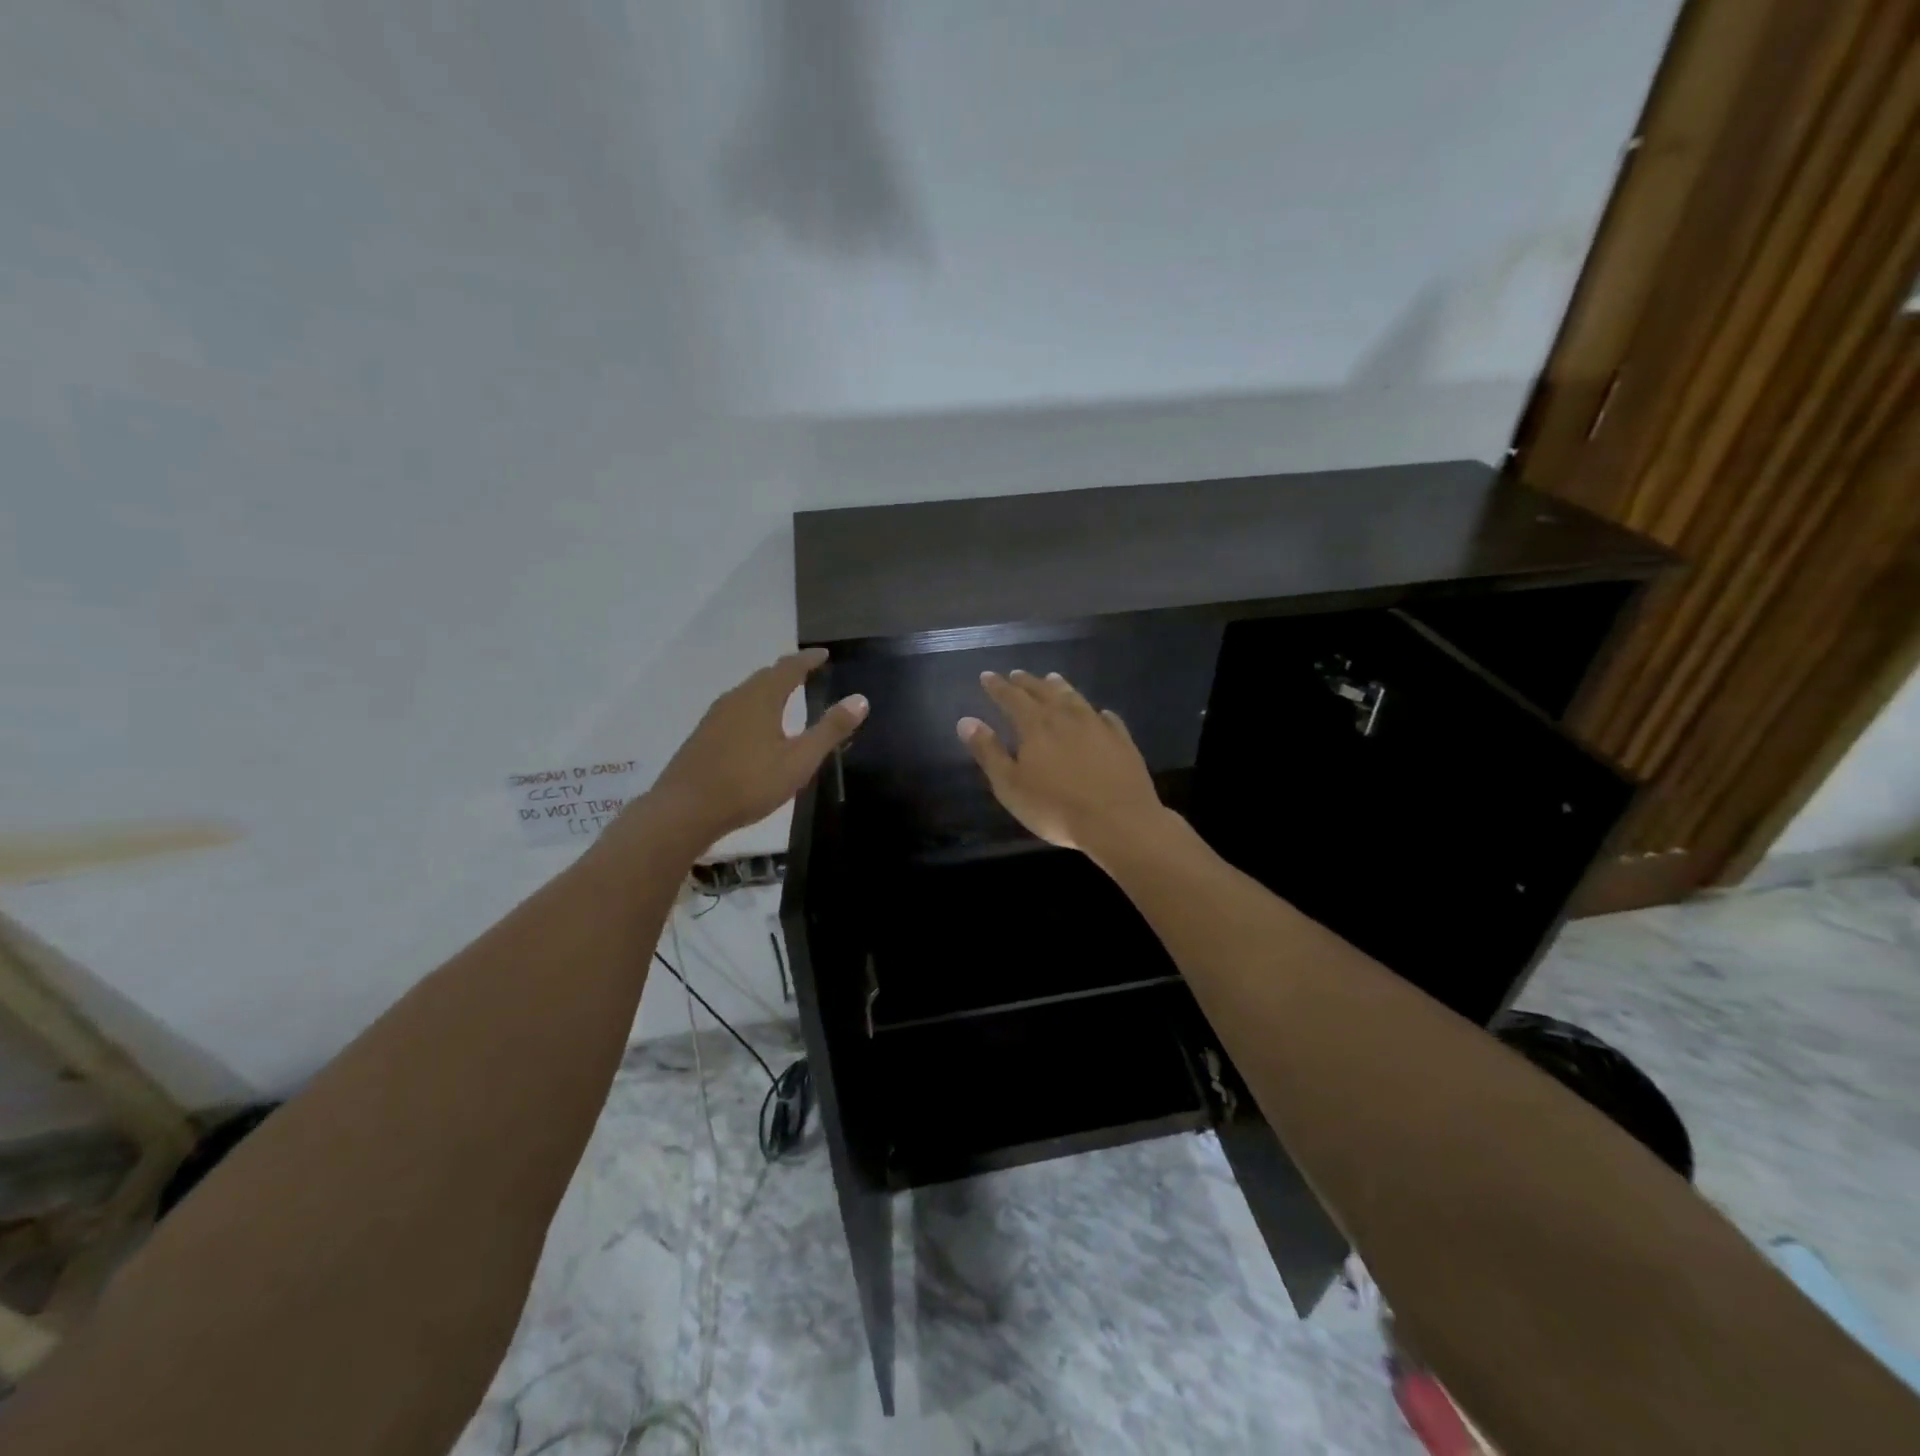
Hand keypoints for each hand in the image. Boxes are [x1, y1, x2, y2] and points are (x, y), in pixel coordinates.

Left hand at [643, 648, 867, 851]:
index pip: (789, 668)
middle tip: (807, 672)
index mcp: (761, 698)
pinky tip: (755, 727)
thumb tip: (860, 699)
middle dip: (788, 672)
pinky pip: (735, 709)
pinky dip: (753, 707)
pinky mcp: (703, 736)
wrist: (684, 810)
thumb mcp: (799, 760)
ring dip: (768, 689)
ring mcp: (715, 717)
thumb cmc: (749, 783)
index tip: (824, 654)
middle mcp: (735, 699)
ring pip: (747, 693)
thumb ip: (830, 730)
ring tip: (785, 696)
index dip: (808, 659)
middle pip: (765, 677)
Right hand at [957, 670, 1166, 856]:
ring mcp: (1098, 726)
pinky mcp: (1122, 741)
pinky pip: (1108, 718)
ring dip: (1060, 687)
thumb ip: (988, 752)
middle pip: (1043, 692)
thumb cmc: (1055, 807)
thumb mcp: (1010, 785)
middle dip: (1027, 682)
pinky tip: (1099, 713)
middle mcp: (1066, 717)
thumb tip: (966, 721)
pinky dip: (1097, 712)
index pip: (1011, 698)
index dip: (997, 686)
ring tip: (1052, 678)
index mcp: (1036, 726)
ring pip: (1075, 698)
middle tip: (1016, 674)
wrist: (1118, 821)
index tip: (987, 676)